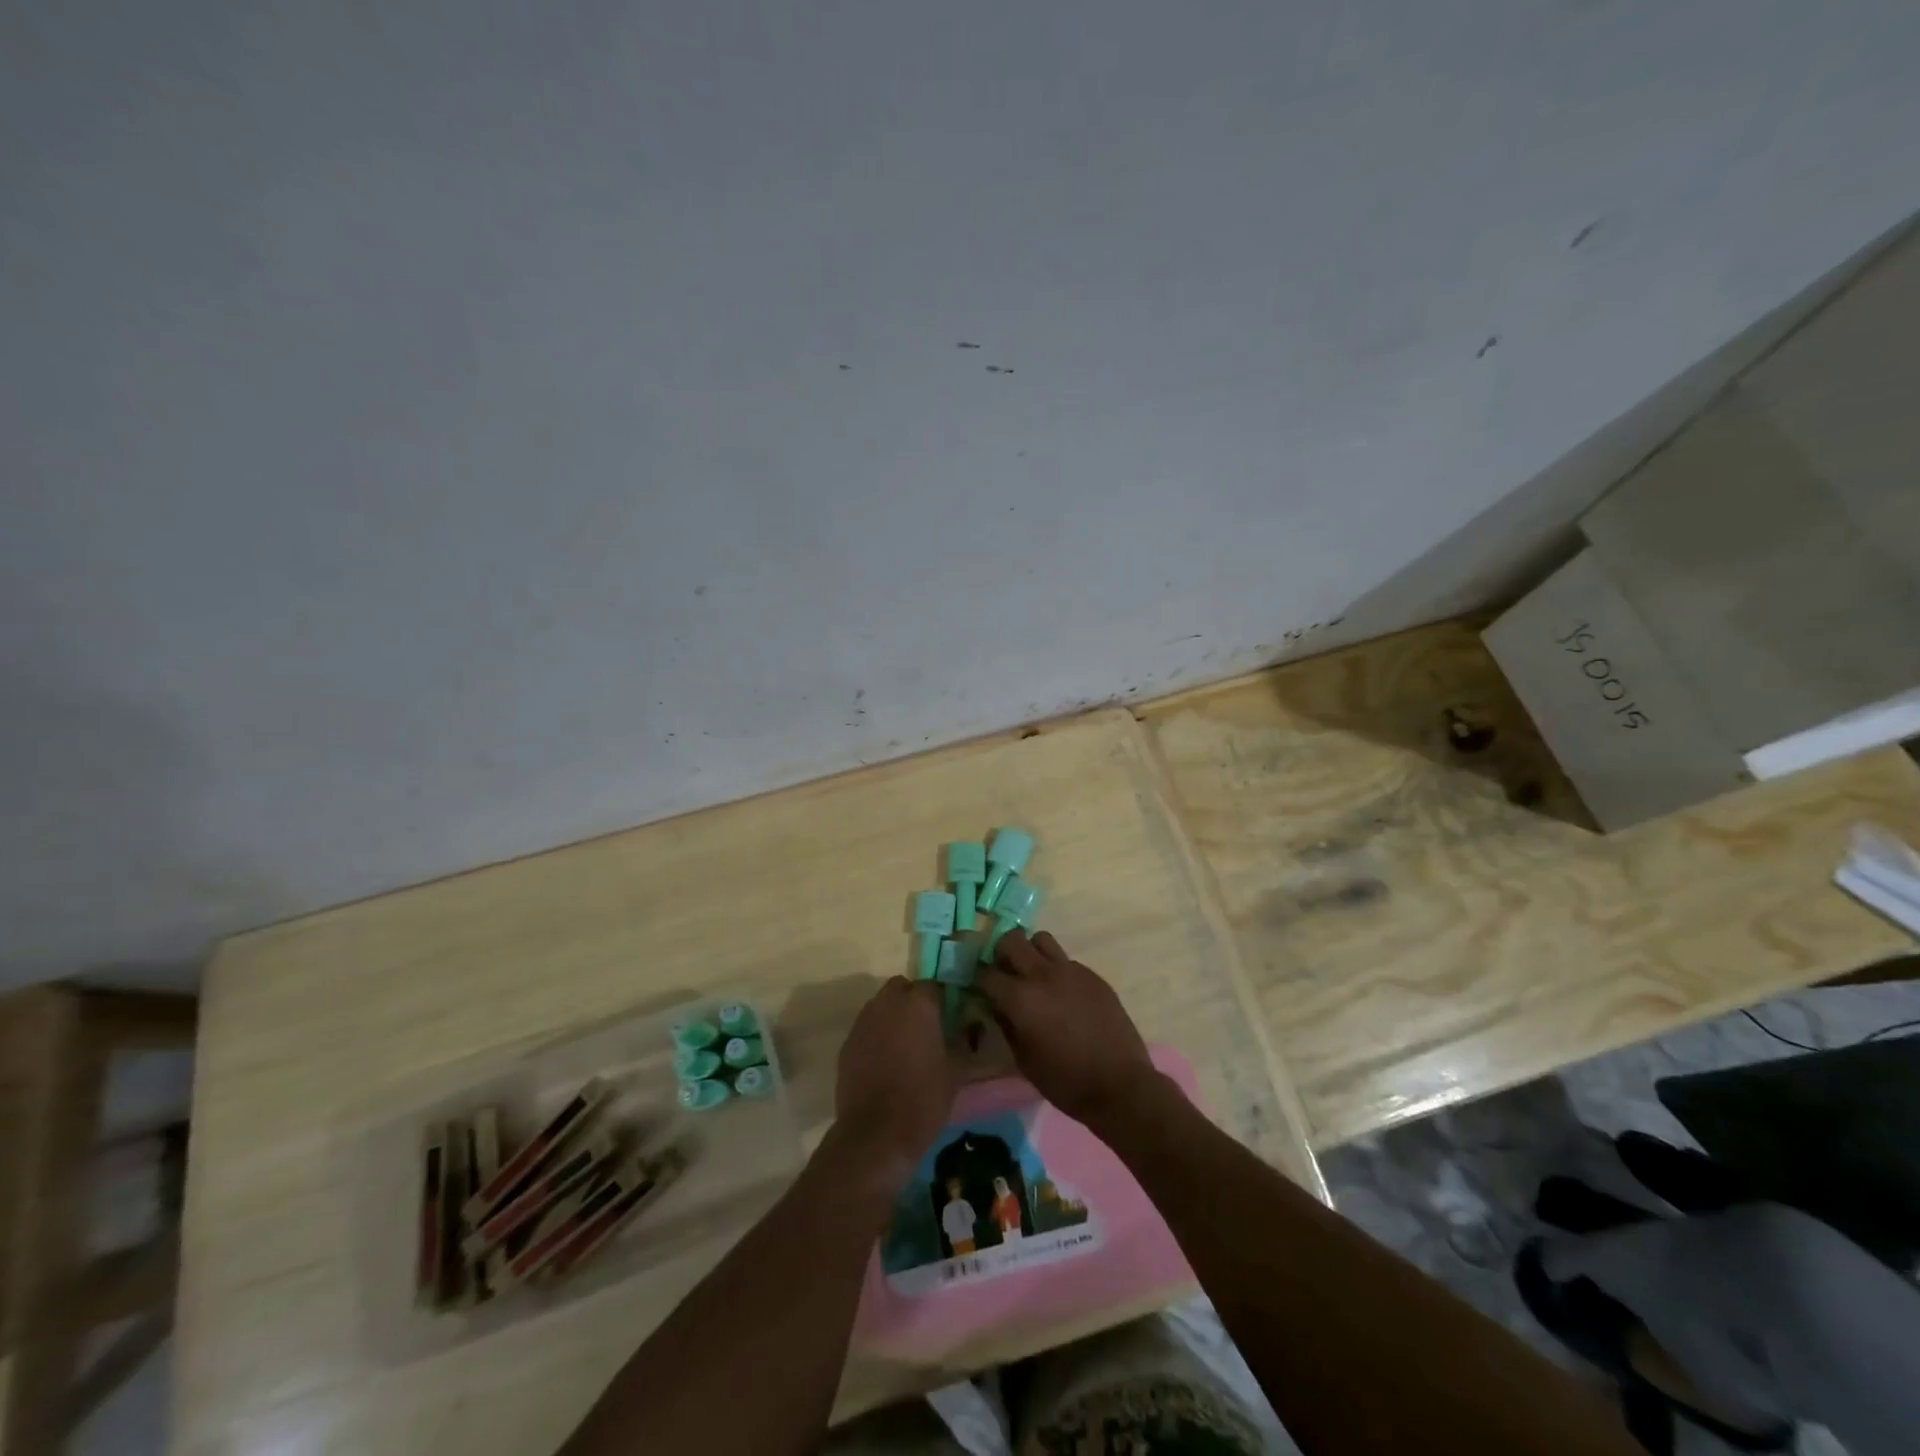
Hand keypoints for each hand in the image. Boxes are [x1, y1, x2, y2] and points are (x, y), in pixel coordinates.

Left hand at [833, 977, 957, 1186]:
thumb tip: (967, 1027)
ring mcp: (864, 1022)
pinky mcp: (847, 1043)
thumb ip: (962, 1040)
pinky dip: (876, 1035)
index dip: (942, 1000)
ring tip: (904, 1045)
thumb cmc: (923, 1099)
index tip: (949, 1018)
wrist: (876, 1134)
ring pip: (881, 1005)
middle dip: (913, 1000)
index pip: (933, 985)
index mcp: (919, 1004)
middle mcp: (888, 1003)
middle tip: (925, 1027)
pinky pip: (866, 1028)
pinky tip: (884, 1061)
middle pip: (902, 987)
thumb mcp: (956, 1071)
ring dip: (893, 1016)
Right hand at [977, 930, 1160, 1127]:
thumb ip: (1006, 1025)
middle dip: (1001, 954)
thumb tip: (998, 1006)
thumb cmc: (1065, 1081)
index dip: (978, 979)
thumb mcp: (1024, 1060)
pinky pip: (1066, 960)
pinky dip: (1056, 970)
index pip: (986, 973)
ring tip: (1033, 975)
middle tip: (1004, 973)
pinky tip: (1063, 994)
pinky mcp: (1092, 975)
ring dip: (1031, 952)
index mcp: (1020, 999)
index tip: (979, 987)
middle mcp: (1042, 975)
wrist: (1119, 1084)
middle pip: (1011, 940)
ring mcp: (1070, 970)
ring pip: (1041, 939)